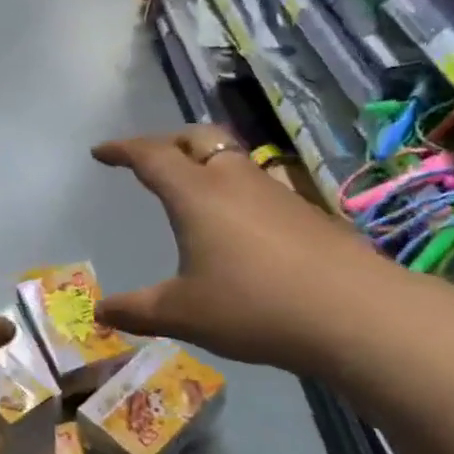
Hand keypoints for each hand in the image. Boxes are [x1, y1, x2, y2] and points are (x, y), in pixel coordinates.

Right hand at [91, 126, 375, 368]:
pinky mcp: (306, 212)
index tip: (100, 153)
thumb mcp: (183, 314)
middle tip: (149, 159)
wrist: (353, 313)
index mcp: (196, 194)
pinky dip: (234, 189)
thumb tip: (100, 311)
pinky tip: (239, 224)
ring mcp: (276, 192)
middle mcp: (234, 181)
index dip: (122, 150)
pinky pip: (258, 185)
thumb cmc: (253, 306)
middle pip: (197, 139)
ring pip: (232, 158)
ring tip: (192, 186)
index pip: (151, 156)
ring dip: (205, 161)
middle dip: (167, 141)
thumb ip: (137, 310)